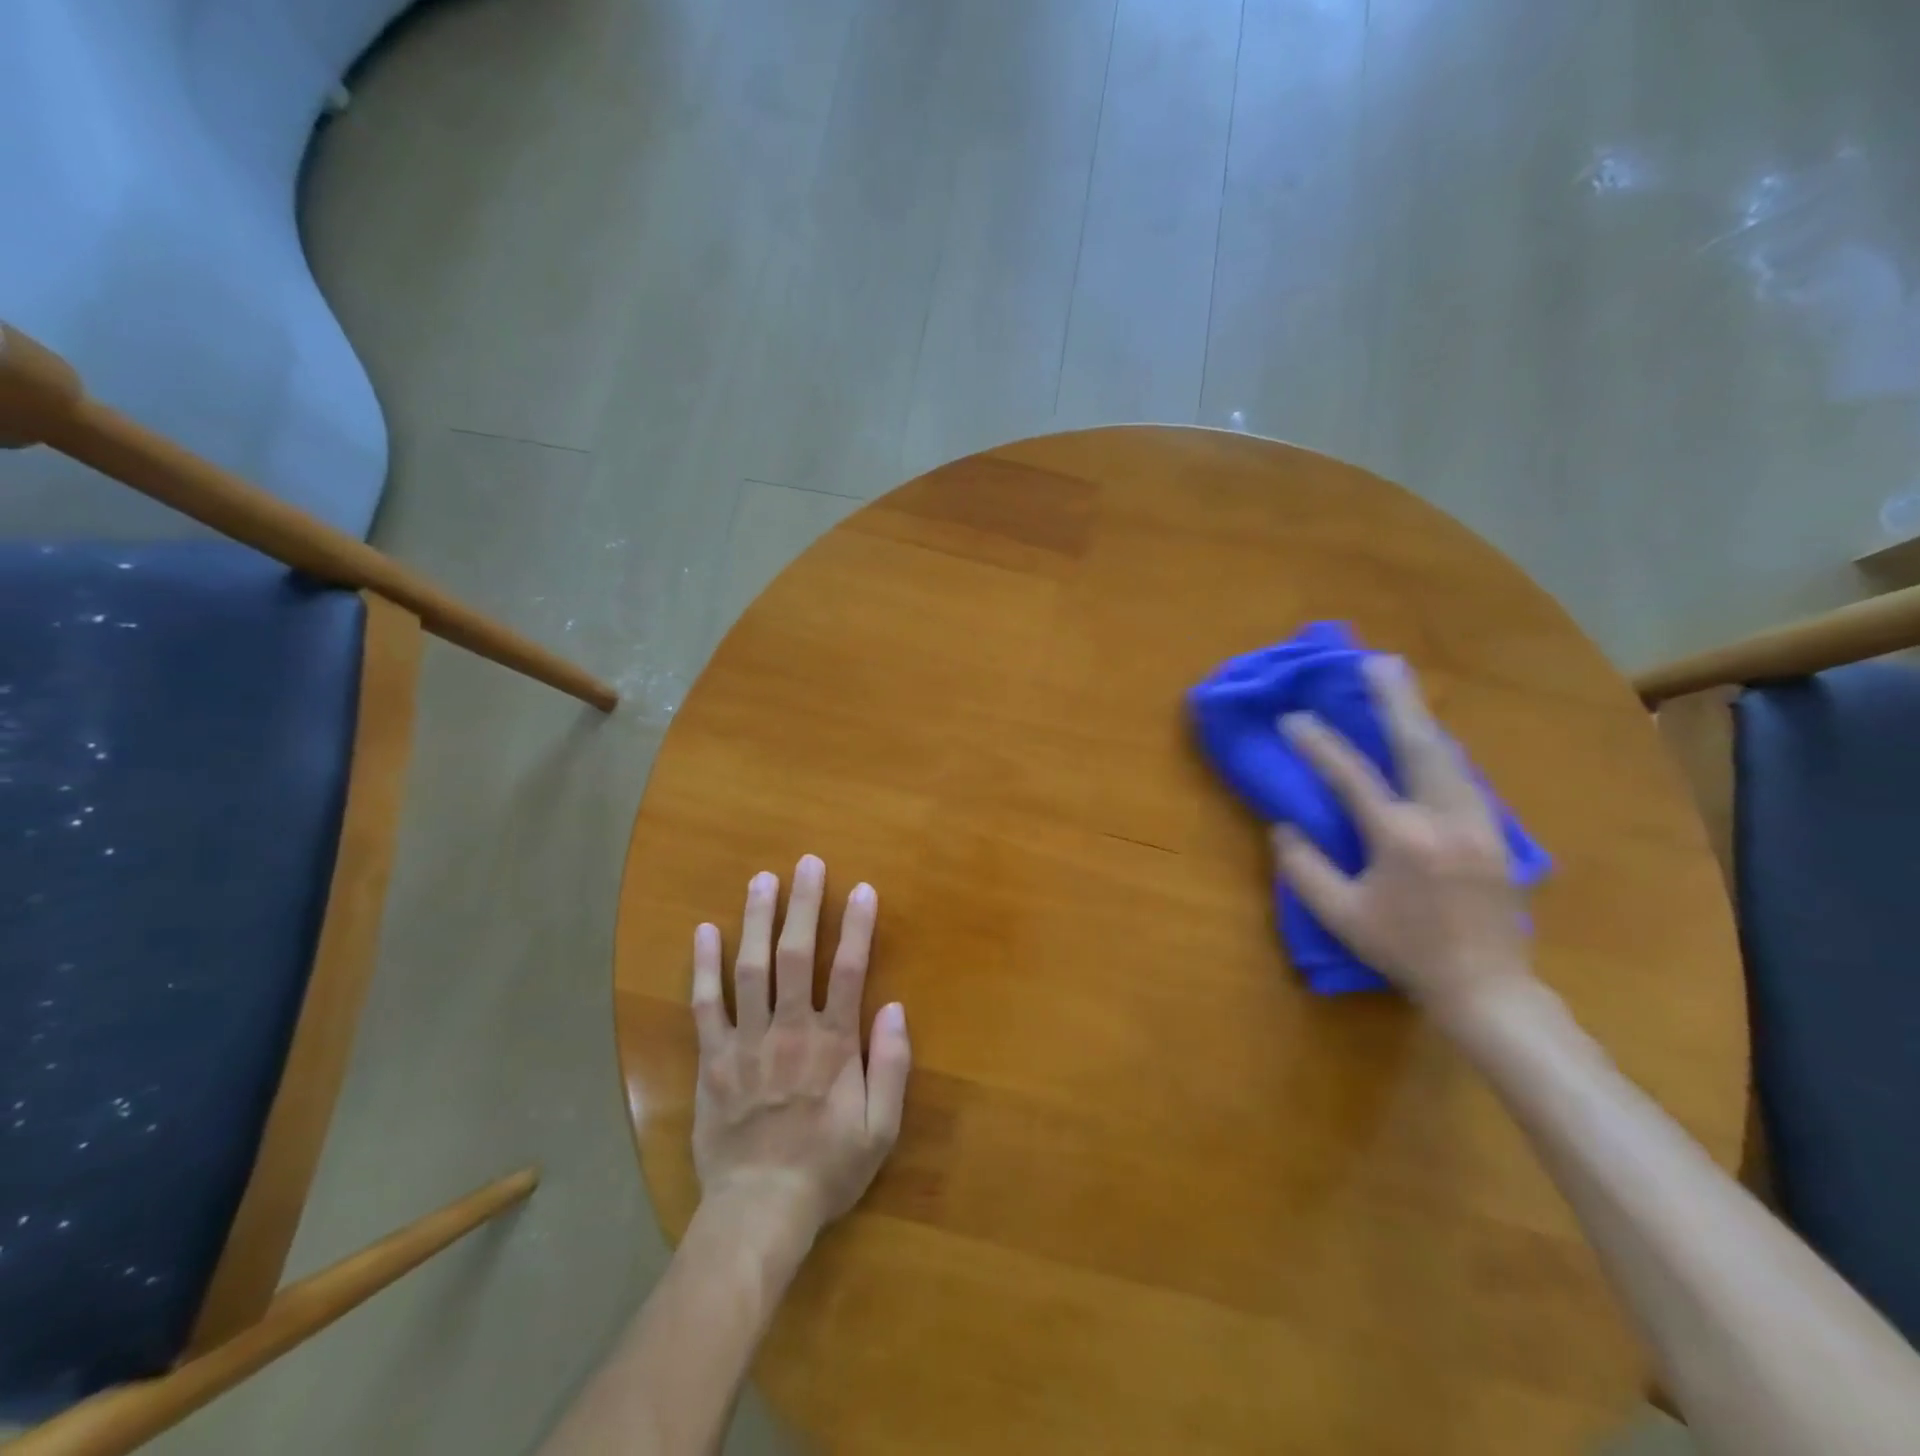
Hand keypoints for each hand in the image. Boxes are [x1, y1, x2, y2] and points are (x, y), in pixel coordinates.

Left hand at [690, 854, 910, 1242]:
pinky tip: (703, 932)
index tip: (861, 889)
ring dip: (756, 921)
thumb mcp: (881, 1129)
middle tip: (805, 863)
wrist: (759, 1210)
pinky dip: (703, 967)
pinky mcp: (713, 1059)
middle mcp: (790, 1031)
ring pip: (750, 970)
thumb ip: (893, 1067)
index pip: (848, 971)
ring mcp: (747, 1042)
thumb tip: (895, 1008)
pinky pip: (706, 1006)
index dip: (856, 927)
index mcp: (833, 1045)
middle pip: (796, 956)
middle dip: (803, 906)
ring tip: (761, 879)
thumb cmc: (827, 1168)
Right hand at [1271, 656, 1533, 1027]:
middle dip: (1395, 699)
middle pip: (1419, 744)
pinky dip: (1439, 748)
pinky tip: (1428, 738)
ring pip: (1449, 754)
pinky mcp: (1496, 833)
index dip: (1318, 745)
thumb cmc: (1404, 950)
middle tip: (1376, 662)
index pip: (1351, 777)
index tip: (1292, 718)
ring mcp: (1478, 823)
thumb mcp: (1341, 916)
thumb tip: (1285, 827)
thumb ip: (1305, 869)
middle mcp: (1444, 818)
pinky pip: (1463, 776)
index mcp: (1400, 838)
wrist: (1487, 987)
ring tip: (1401, 687)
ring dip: (1420, 717)